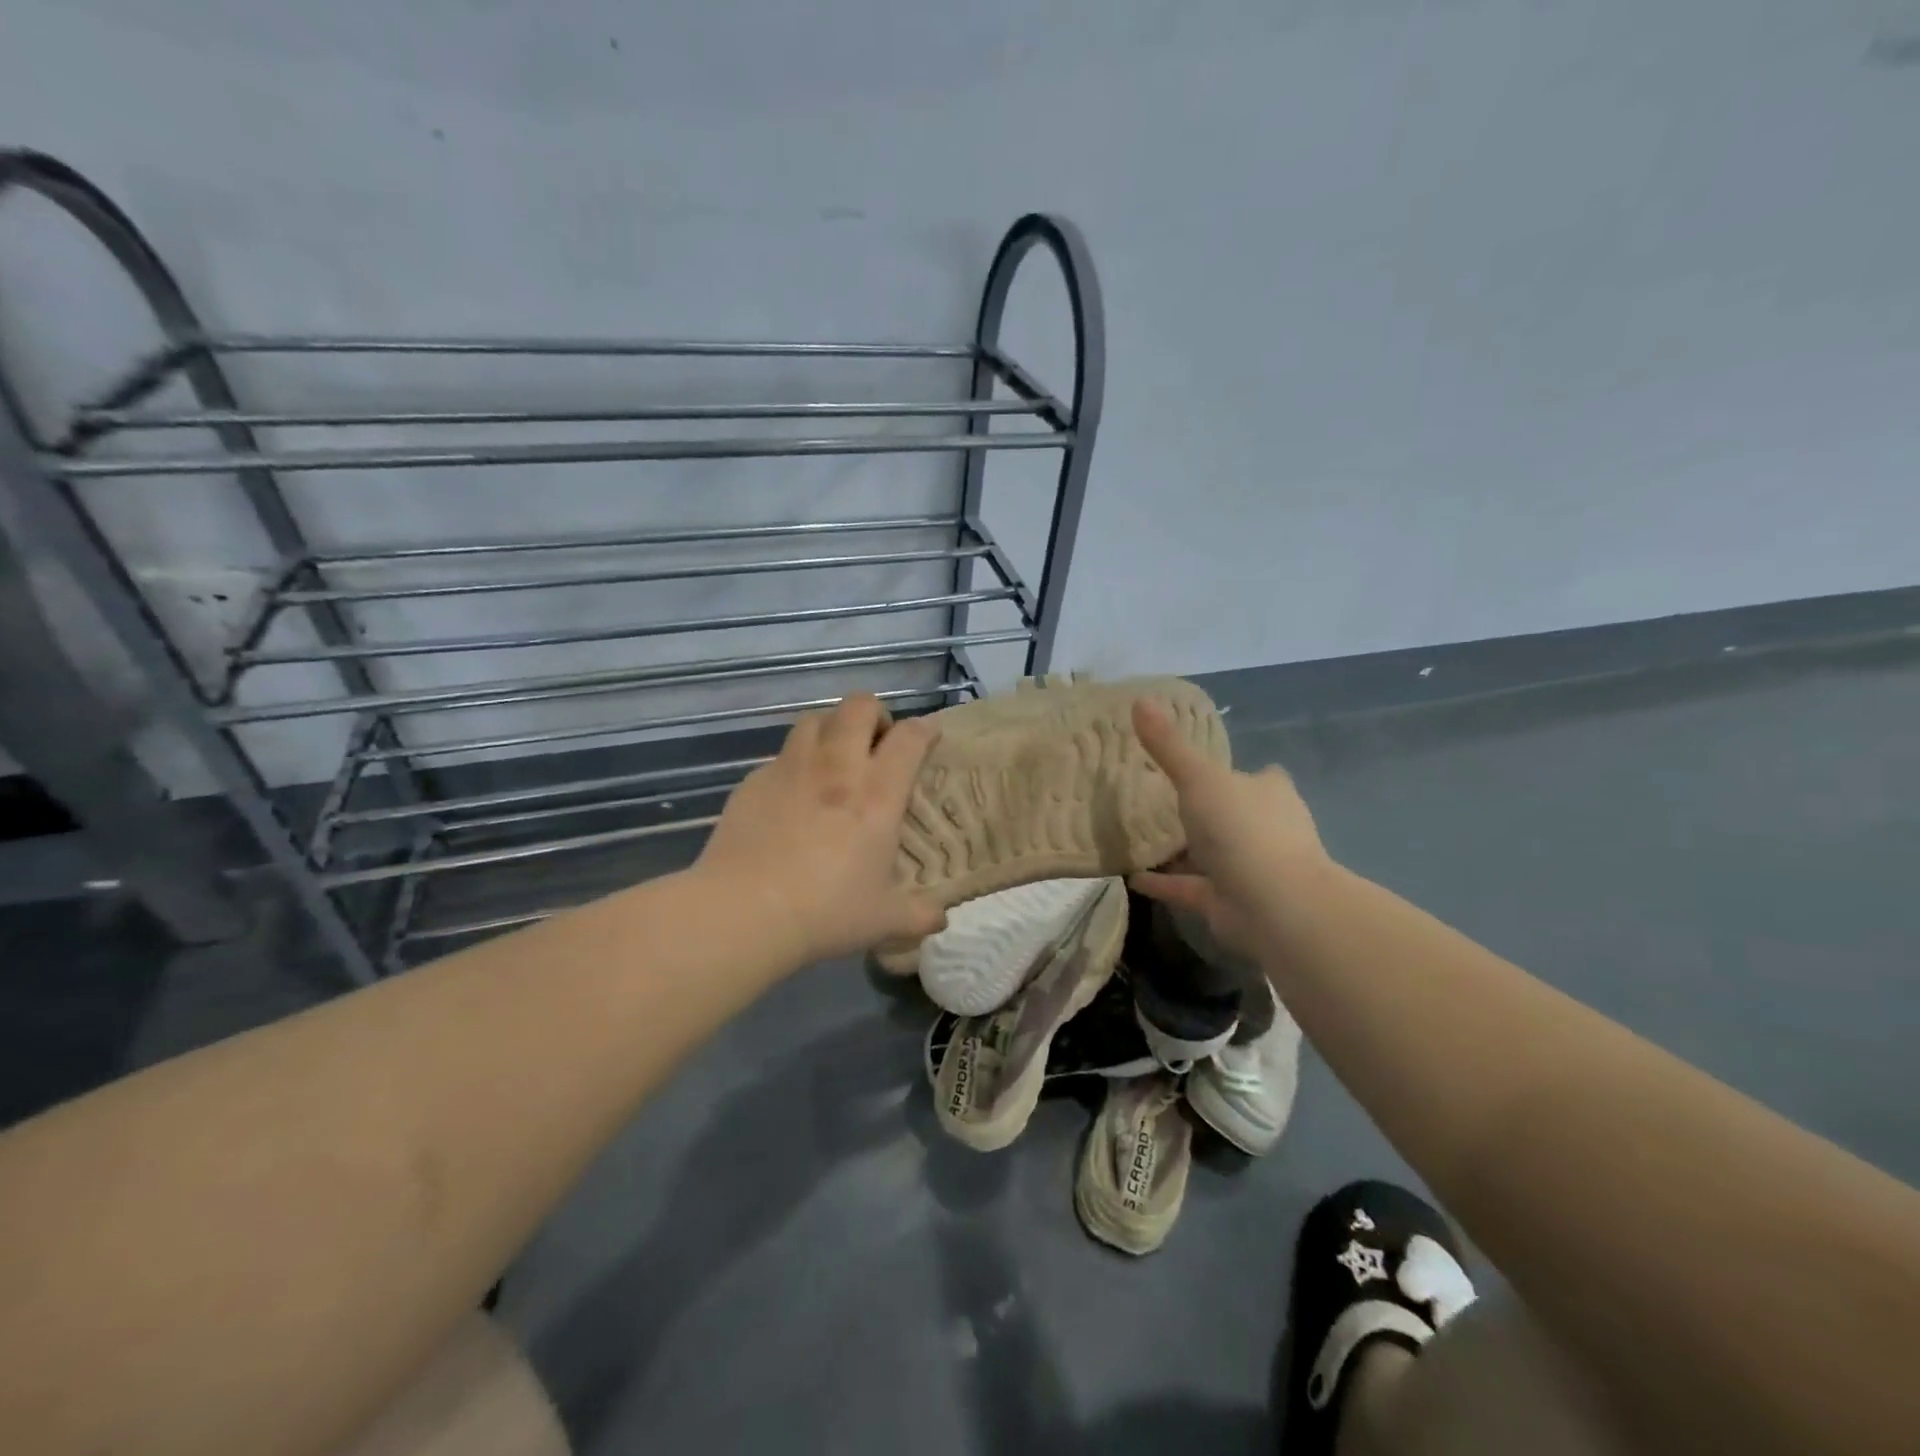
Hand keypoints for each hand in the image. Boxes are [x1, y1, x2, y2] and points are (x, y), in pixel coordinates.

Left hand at [696, 694, 946, 965]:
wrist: (743, 912)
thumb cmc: (825, 912)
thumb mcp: (883, 921)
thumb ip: (919, 916)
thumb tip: (940, 919)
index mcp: (876, 794)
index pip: (908, 738)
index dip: (924, 729)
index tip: (929, 735)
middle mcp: (836, 768)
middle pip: (858, 706)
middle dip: (875, 714)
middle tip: (877, 743)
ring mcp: (790, 770)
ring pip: (815, 719)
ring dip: (832, 728)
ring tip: (835, 757)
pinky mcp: (753, 781)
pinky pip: (781, 757)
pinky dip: (795, 765)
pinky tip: (792, 798)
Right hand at [1128, 699, 1329, 954]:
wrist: (1273, 904)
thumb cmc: (1242, 828)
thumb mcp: (1199, 777)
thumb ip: (1169, 746)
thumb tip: (1140, 700)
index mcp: (1269, 793)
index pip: (1262, 777)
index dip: (1241, 772)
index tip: (1207, 767)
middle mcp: (1265, 829)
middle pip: (1236, 814)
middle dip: (1208, 810)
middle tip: (1163, 799)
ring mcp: (1249, 869)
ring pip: (1211, 854)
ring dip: (1184, 850)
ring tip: (1141, 837)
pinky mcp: (1228, 902)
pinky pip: (1189, 887)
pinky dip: (1165, 882)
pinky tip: (1132, 876)